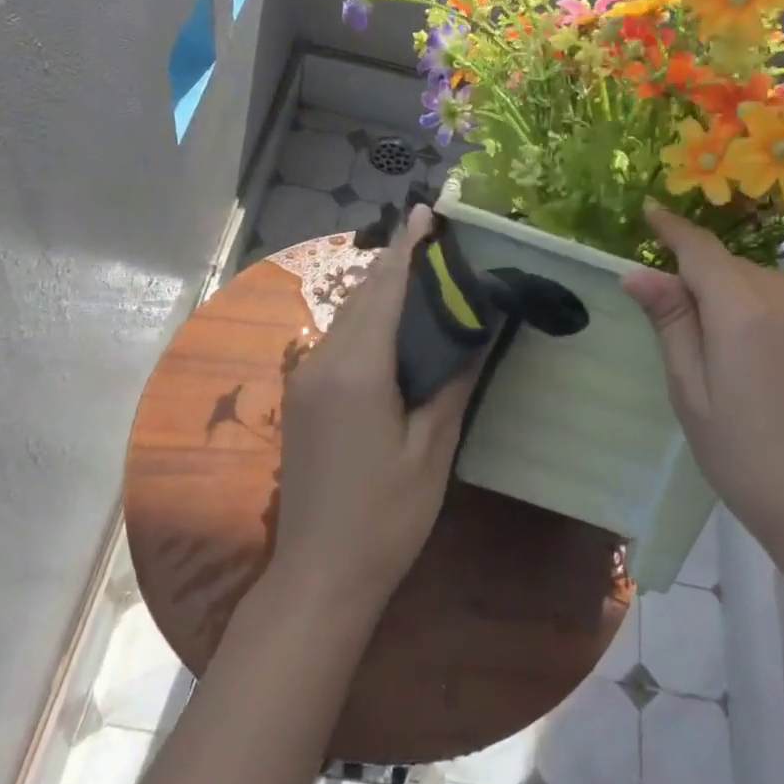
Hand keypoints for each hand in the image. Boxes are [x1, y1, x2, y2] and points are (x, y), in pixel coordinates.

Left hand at [274, 205, 485, 614]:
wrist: (319, 573)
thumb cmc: (386, 515)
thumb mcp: (431, 449)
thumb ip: (453, 381)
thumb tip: (480, 329)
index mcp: (357, 368)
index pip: (385, 289)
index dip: (408, 247)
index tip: (427, 210)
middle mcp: (323, 360)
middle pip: (363, 296)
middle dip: (397, 263)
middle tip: (438, 242)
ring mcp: (306, 378)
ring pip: (347, 316)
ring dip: (380, 290)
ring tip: (422, 273)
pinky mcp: (303, 396)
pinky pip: (338, 340)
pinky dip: (366, 319)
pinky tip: (392, 323)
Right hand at [621, 202, 783, 567]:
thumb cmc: (745, 458)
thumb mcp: (691, 393)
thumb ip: (671, 323)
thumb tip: (638, 273)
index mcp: (744, 312)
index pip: (700, 250)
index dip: (672, 229)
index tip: (650, 212)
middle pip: (731, 265)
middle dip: (701, 276)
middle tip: (679, 317)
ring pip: (764, 278)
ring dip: (737, 291)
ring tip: (727, 344)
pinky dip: (771, 302)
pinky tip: (766, 341)